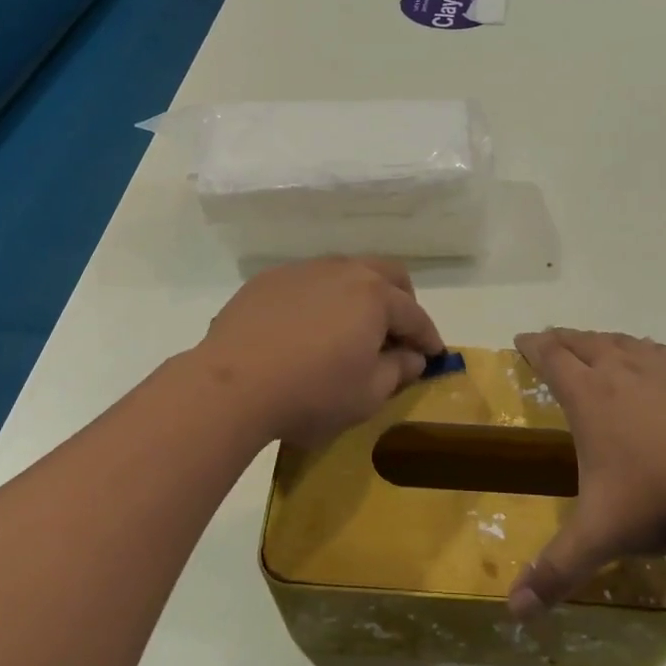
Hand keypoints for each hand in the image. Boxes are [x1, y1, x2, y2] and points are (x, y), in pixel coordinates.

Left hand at [195, 258, 443, 448]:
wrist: (231, 385)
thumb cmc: (310, 394)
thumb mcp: (367, 395)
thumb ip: (398, 371)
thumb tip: (413, 357)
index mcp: (375, 296)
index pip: (415, 315)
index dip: (428, 337)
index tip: (433, 355)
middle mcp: (344, 271)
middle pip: (387, 275)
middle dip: (402, 301)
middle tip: (399, 333)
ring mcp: (304, 270)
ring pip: (347, 272)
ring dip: (361, 295)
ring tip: (352, 328)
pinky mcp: (270, 279)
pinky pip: (310, 281)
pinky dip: (323, 299)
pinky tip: (309, 327)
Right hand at [508, 329, 665, 616]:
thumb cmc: (662, 497)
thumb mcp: (601, 536)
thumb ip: (556, 570)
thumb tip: (513, 612)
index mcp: (590, 397)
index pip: (552, 358)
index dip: (533, 345)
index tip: (520, 338)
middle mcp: (620, 373)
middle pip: (583, 342)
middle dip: (561, 339)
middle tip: (548, 341)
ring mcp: (661, 373)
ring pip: (619, 342)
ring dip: (598, 340)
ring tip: (591, 345)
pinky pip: (655, 352)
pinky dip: (638, 348)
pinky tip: (646, 360)